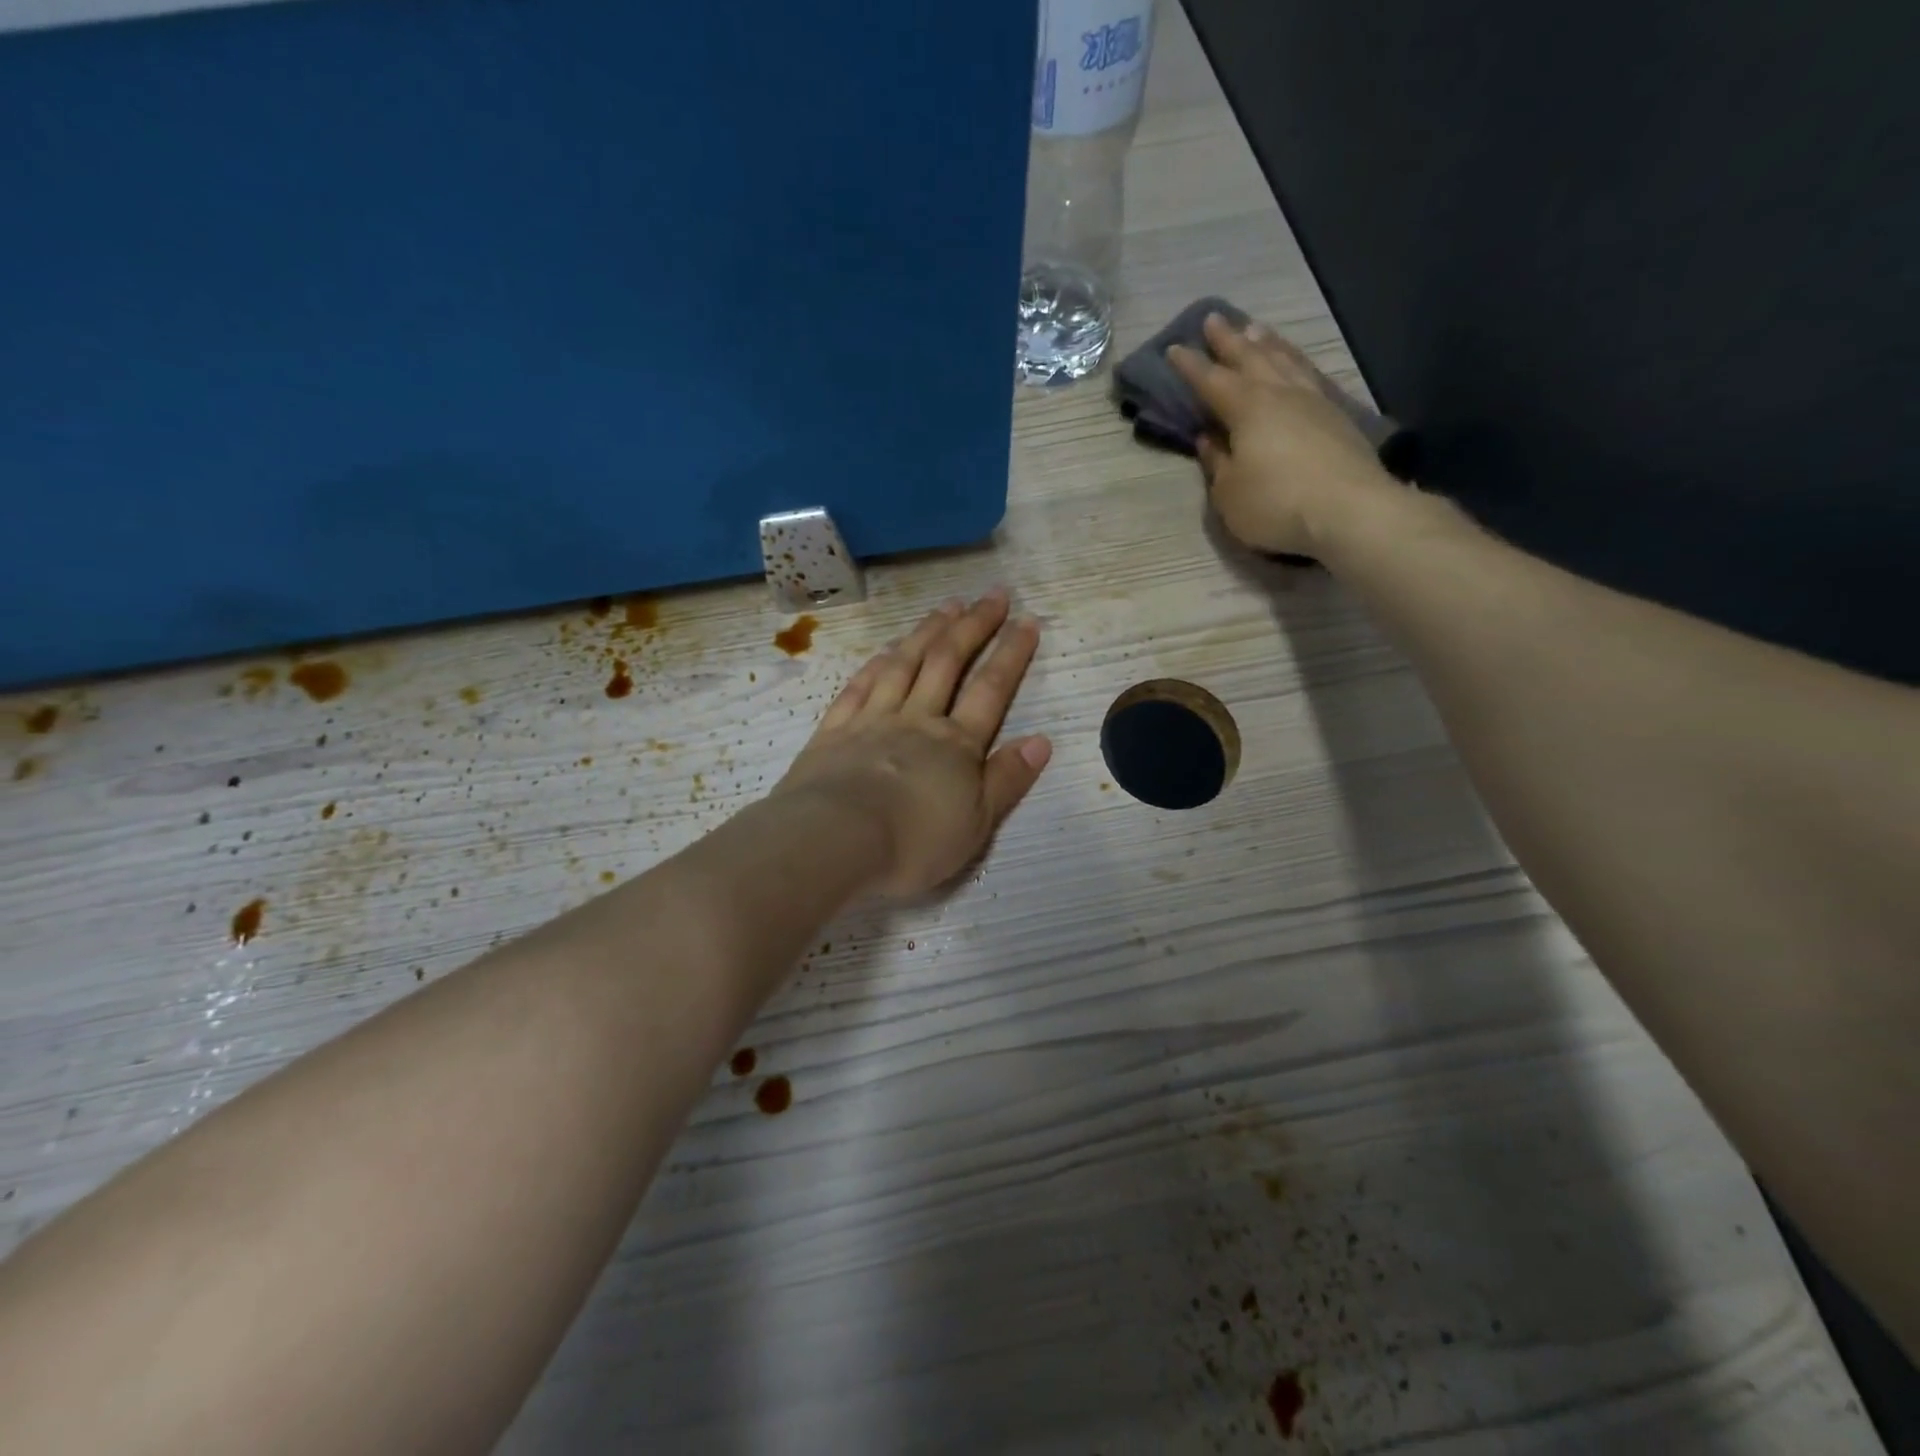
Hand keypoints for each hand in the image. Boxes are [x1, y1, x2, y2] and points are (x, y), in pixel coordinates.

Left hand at [772, 590, 1051, 898]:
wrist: (833, 842)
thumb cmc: (912, 843)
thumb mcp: (975, 824)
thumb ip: (1007, 779)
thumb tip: (1042, 740)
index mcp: (955, 745)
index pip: (991, 690)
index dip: (1012, 653)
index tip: (1027, 620)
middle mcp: (916, 720)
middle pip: (948, 662)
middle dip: (974, 626)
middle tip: (993, 594)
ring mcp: (872, 720)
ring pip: (904, 664)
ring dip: (928, 632)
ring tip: (947, 606)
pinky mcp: (834, 731)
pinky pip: (860, 686)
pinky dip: (877, 663)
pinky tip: (887, 649)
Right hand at [1168, 313, 1397, 557]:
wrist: (1349, 510)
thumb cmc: (1275, 503)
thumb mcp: (1229, 493)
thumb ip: (1216, 463)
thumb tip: (1208, 439)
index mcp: (1247, 409)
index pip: (1211, 381)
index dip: (1191, 366)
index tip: (1175, 348)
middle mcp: (1280, 394)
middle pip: (1251, 358)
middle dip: (1229, 340)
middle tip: (1214, 319)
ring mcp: (1313, 402)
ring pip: (1284, 361)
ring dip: (1266, 344)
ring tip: (1255, 328)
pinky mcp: (1337, 417)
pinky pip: (1308, 375)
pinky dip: (1295, 363)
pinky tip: (1295, 364)